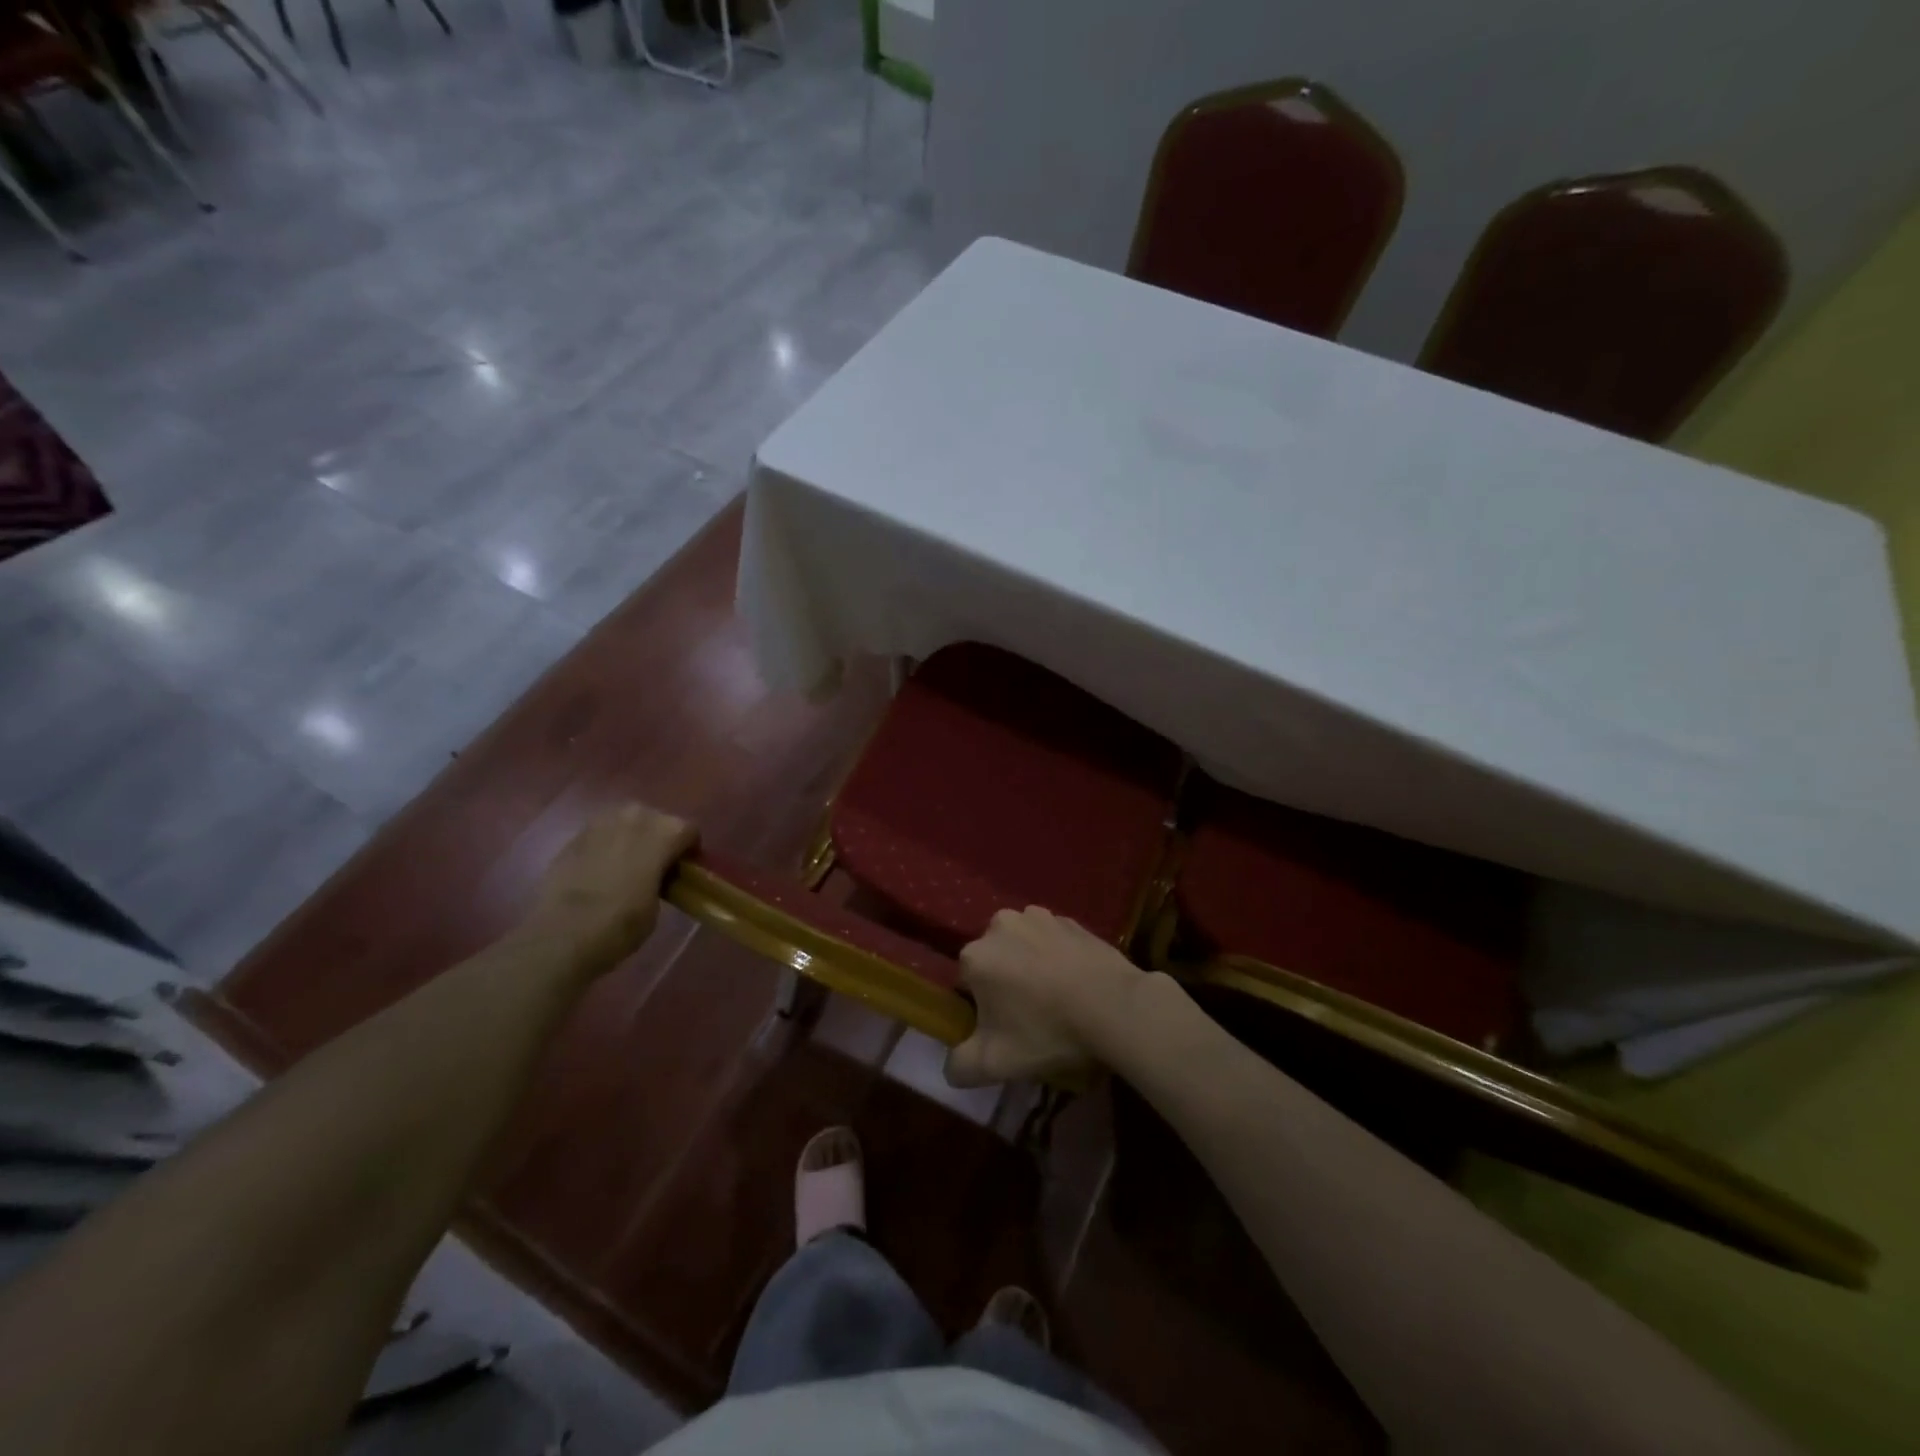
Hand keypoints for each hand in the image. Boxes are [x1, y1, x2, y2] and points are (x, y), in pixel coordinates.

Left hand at [521, 804, 695, 977]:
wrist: (563, 934)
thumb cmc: (623, 923)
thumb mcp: (658, 904)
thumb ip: (661, 879)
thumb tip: (654, 878)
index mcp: (666, 832)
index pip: (689, 830)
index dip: (688, 850)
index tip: (683, 870)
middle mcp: (636, 817)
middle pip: (656, 819)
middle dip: (658, 838)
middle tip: (655, 866)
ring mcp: (601, 823)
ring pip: (625, 822)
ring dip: (630, 838)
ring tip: (626, 865)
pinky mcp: (573, 837)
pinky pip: (599, 835)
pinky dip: (604, 847)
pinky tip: (599, 871)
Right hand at [946, 906, 1142, 1086]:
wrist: (1114, 1005)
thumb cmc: (1046, 1031)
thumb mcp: (994, 1064)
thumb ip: (959, 1066)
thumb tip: (951, 1065)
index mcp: (975, 955)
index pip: (966, 983)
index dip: (982, 1008)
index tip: (1003, 1028)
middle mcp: (1000, 925)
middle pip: (994, 960)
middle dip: (1004, 982)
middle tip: (1030, 1016)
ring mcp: (1039, 916)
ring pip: (1022, 946)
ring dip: (1030, 964)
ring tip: (1056, 998)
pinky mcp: (1070, 919)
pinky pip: (1053, 940)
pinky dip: (1057, 956)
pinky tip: (1076, 982)